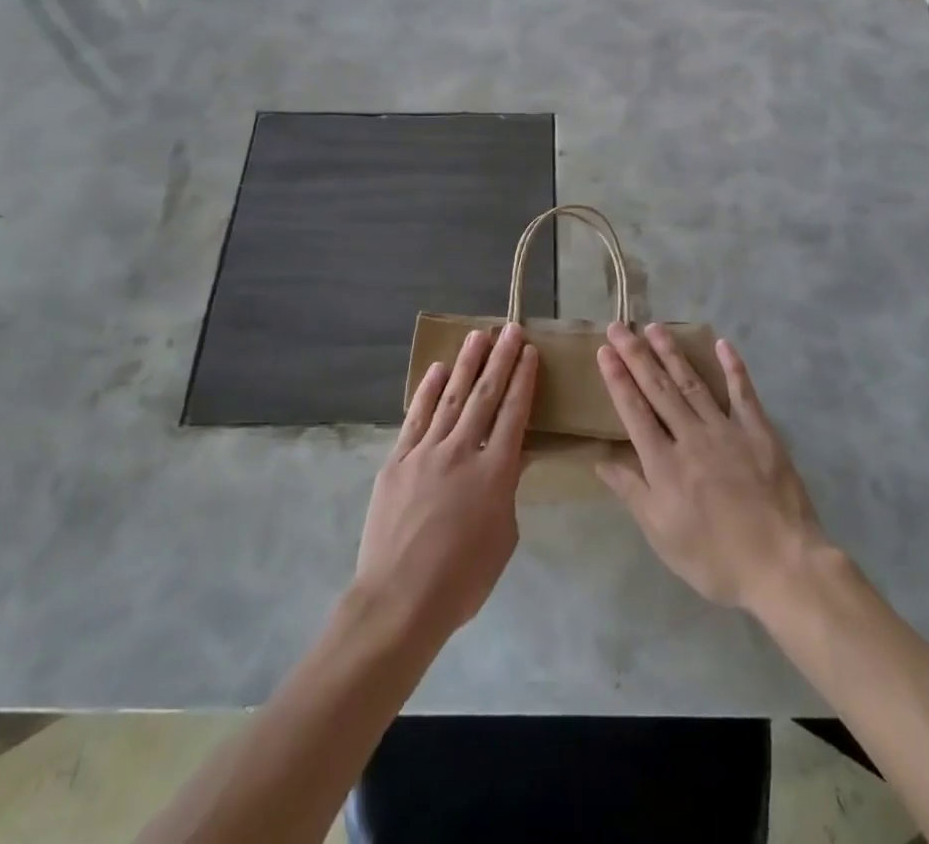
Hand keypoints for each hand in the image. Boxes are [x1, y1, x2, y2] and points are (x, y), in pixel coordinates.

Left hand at [355, 324, 537, 646]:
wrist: (399, 599)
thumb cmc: (462, 580)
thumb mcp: (503, 537)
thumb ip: (508, 490)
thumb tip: (512, 457)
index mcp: (495, 472)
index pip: (514, 413)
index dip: (523, 380)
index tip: (530, 352)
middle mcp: (462, 451)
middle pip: (485, 395)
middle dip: (501, 359)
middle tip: (510, 329)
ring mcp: (426, 452)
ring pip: (451, 397)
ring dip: (466, 364)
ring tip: (478, 336)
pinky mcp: (398, 460)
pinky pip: (416, 418)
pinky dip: (428, 392)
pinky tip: (437, 370)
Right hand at [596, 323, 825, 612]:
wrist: (782, 565)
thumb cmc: (716, 559)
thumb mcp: (663, 536)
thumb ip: (632, 493)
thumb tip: (601, 461)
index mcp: (664, 464)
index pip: (634, 411)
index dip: (618, 379)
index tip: (605, 350)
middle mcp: (691, 437)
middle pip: (658, 388)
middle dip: (636, 356)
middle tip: (619, 326)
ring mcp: (726, 430)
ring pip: (692, 383)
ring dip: (672, 353)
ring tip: (655, 328)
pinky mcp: (759, 432)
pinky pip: (743, 393)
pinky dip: (733, 367)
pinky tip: (722, 344)